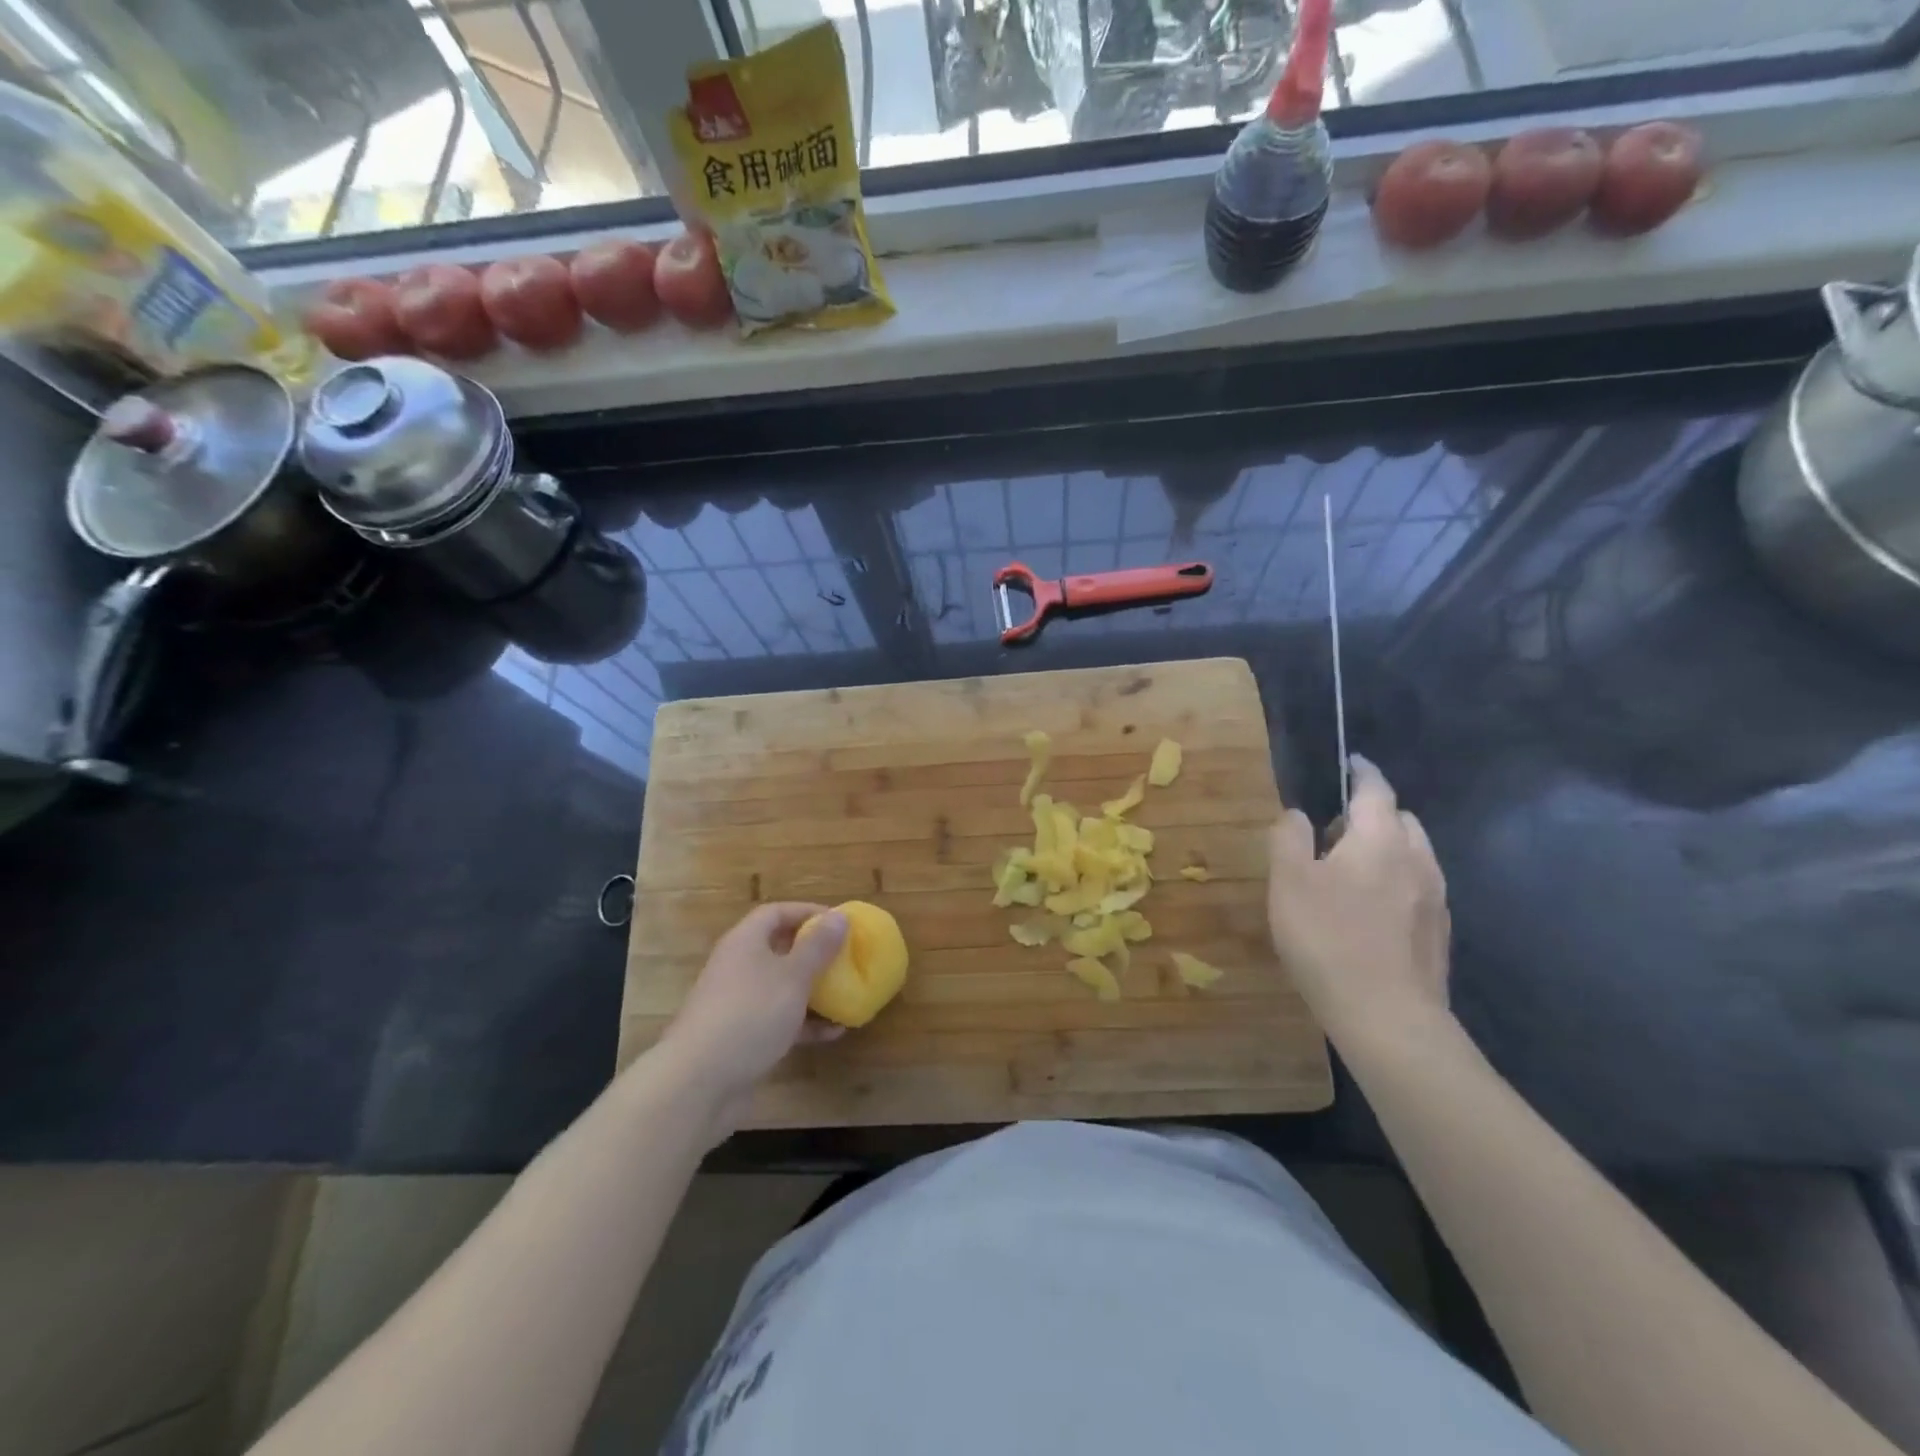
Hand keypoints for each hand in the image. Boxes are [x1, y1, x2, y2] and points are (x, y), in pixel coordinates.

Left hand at [655, 903, 847, 1139]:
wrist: (698, 1083)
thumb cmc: (750, 1014)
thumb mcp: (793, 976)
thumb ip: (818, 946)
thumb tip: (839, 916)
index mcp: (744, 942)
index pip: (776, 913)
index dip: (807, 912)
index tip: (838, 922)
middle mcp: (737, 967)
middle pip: (778, 949)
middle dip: (812, 952)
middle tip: (844, 956)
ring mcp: (737, 1004)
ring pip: (780, 987)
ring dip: (812, 990)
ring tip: (844, 994)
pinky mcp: (741, 1038)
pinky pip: (778, 1020)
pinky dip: (804, 1023)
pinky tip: (833, 1033)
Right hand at [1267, 755, 1451, 1046]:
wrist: (1387, 1015)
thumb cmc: (1327, 938)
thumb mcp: (1288, 881)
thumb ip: (1288, 837)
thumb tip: (1297, 814)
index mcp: (1380, 838)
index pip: (1375, 789)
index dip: (1361, 772)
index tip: (1350, 763)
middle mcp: (1417, 858)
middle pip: (1400, 819)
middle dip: (1371, 814)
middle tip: (1334, 832)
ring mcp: (1435, 897)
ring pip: (1412, 854)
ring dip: (1386, 849)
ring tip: (1350, 873)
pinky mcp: (1439, 931)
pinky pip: (1418, 886)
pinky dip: (1397, 880)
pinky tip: (1371, 912)